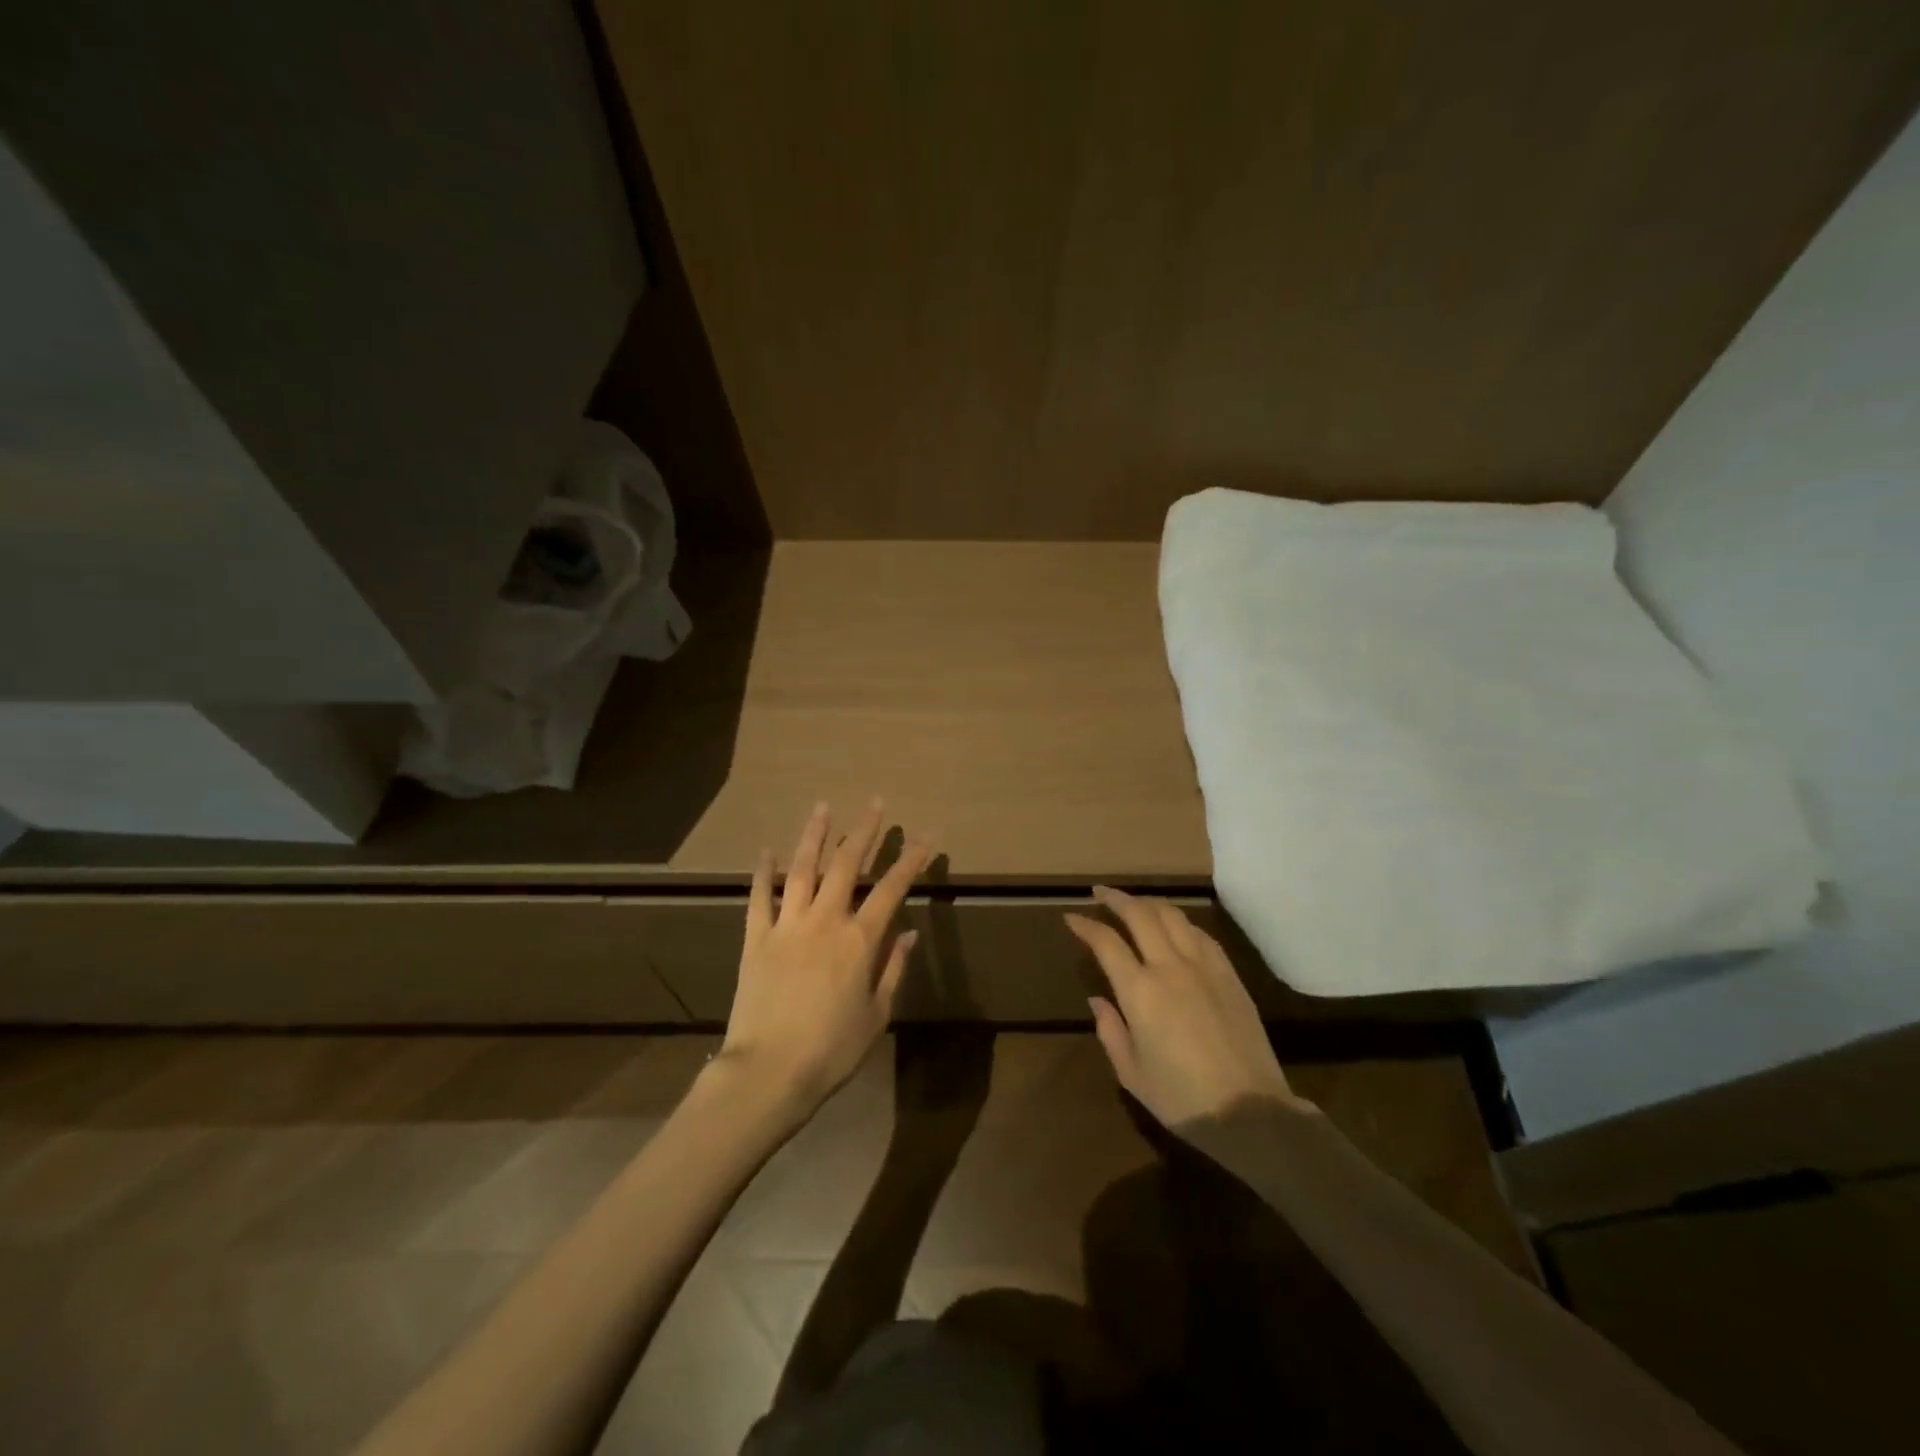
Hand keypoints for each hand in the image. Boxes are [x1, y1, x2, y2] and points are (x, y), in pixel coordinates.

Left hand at [719, 801, 931, 1115]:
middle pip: (846, 865)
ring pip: (802, 869)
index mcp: (859, 940)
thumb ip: (892, 969)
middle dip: (863, 832)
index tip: (925, 838)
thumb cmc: (831, 1049)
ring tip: (823, 808)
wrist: (769, 1071)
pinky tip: (767, 851)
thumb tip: (908, 934)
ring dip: (814, 836)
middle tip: (874, 804)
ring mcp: (787, 925)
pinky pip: (759, 897)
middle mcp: (825, 921)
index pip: (891, 888)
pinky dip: (763, 872)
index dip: (910, 861)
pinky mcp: (755, 938)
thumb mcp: (876, 1015)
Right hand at [1065, 887, 1309, 1128]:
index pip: (1106, 942)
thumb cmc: (1182, 1098)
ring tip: (1135, 903)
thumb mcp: (1132, 1073)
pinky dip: (1181, 922)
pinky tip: (1174, 925)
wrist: (1250, 1112)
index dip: (1086, 926)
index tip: (1071, 917)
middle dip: (1116, 899)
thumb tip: (1098, 999)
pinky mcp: (1230, 974)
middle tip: (1100, 893)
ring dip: (1149, 903)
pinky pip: (1201, 934)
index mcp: (1140, 992)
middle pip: (1140, 915)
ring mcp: (1204, 967)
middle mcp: (1170, 967)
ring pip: (1173, 916)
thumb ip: (1110, 1030)